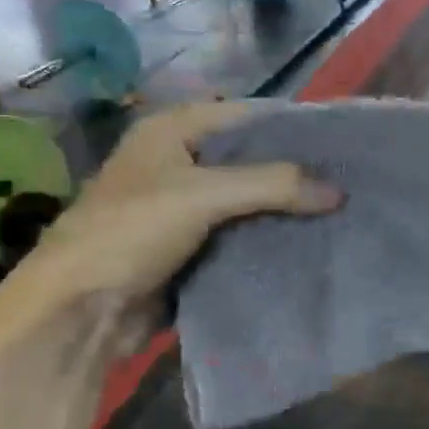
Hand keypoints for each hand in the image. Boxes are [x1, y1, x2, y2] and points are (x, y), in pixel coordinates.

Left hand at [0, 101, 340, 357]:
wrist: (78, 313)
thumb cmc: (130, 232)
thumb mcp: (202, 196)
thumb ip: (273, 185)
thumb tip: (339, 192)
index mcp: (171, 132)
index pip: (246, 115)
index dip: (291, 124)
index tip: (341, 139)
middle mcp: (179, 162)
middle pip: (251, 158)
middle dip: (295, 170)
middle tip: (349, 179)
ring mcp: (185, 207)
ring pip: (250, 199)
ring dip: (286, 207)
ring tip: (341, 209)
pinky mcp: (192, 247)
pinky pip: (242, 234)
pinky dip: (270, 237)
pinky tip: (311, 242)